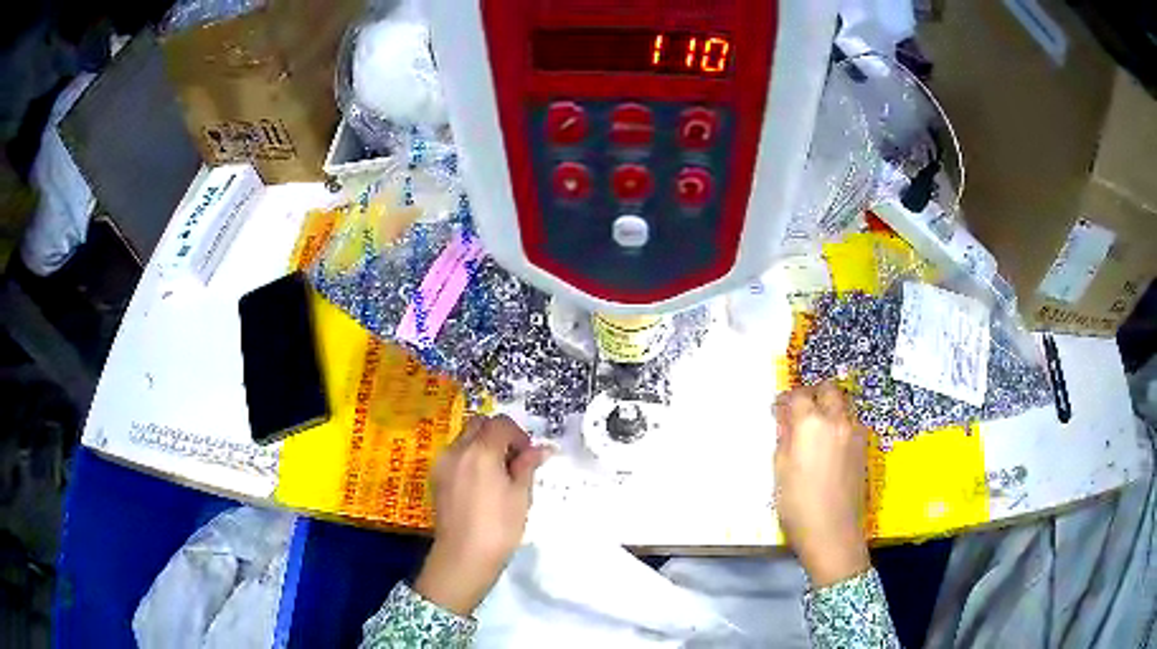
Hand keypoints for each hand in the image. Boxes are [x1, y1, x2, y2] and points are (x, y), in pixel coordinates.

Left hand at [414, 415, 550, 615]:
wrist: (464, 556)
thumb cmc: (499, 527)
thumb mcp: (521, 496)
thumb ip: (527, 466)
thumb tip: (540, 449)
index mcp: (481, 452)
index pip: (501, 424)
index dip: (518, 435)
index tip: (528, 456)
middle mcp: (457, 450)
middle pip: (479, 424)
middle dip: (498, 434)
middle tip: (513, 460)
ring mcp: (443, 463)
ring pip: (465, 438)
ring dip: (483, 445)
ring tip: (498, 474)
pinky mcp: (436, 477)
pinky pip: (455, 455)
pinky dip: (469, 458)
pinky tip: (481, 484)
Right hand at [774, 382, 870, 587]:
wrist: (832, 533)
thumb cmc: (798, 505)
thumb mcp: (780, 471)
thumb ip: (784, 439)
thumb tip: (786, 421)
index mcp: (811, 424)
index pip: (799, 395)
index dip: (786, 400)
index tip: (778, 410)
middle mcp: (837, 420)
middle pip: (828, 390)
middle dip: (813, 394)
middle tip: (799, 411)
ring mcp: (854, 433)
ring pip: (843, 405)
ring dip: (829, 407)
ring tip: (815, 429)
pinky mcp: (863, 448)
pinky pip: (851, 423)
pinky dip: (840, 423)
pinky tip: (829, 445)